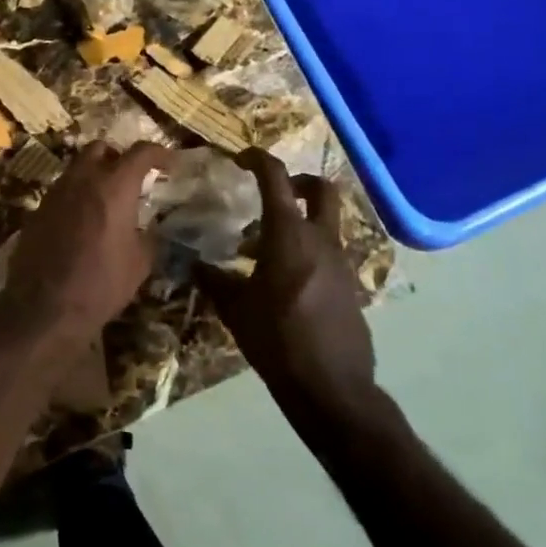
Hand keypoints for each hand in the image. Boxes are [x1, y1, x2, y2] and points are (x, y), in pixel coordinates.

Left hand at [0, 141, 174, 338]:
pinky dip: (77, 195)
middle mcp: (82, 179)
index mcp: (114, 186)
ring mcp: (56, 191)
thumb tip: (151, 226)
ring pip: (77, 167)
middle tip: (131, 177)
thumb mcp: (140, 263)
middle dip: (118, 156)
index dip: (158, 153)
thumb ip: (148, 235)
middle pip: (100, 148)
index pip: (140, 152)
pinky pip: (62, 190)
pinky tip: (84, 220)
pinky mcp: (38, 208)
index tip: (168, 162)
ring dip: (95, 174)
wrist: (45, 306)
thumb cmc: (102, 284)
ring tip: (107, 200)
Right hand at [199, 149, 377, 413]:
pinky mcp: (350, 286)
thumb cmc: (277, 340)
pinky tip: (284, 279)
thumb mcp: (235, 309)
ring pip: (325, 223)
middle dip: (299, 181)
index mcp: (288, 235)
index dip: (258, 159)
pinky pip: (328, 253)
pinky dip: (308, 251)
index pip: (275, 178)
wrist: (332, 388)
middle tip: (274, 192)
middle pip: (322, 190)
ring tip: (266, 247)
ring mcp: (341, 263)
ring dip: (300, 222)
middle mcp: (320, 240)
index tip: (241, 158)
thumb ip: (214, 281)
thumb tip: (195, 264)